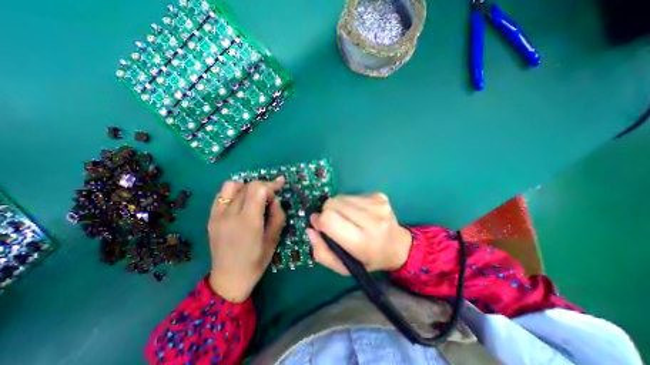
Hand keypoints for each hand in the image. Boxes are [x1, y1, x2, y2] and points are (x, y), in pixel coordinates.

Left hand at [209, 177, 284, 302]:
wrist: (229, 278)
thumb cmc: (257, 260)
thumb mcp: (274, 237)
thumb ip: (277, 214)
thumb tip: (273, 199)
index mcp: (248, 221)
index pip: (258, 189)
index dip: (271, 185)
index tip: (280, 186)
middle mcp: (230, 214)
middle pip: (247, 185)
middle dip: (263, 186)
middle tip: (271, 195)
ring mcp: (217, 215)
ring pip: (232, 185)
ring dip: (247, 187)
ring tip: (255, 198)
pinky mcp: (211, 217)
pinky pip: (222, 194)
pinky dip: (234, 192)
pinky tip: (241, 202)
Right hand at [307, 194, 409, 273]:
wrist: (397, 246)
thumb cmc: (368, 259)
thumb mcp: (343, 267)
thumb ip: (321, 252)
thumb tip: (311, 229)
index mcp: (362, 242)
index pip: (329, 220)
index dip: (319, 220)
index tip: (318, 225)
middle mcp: (372, 220)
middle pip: (332, 204)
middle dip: (327, 212)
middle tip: (334, 223)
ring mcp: (377, 204)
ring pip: (340, 197)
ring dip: (338, 207)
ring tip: (348, 218)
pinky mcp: (379, 195)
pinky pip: (351, 194)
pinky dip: (348, 203)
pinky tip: (357, 213)